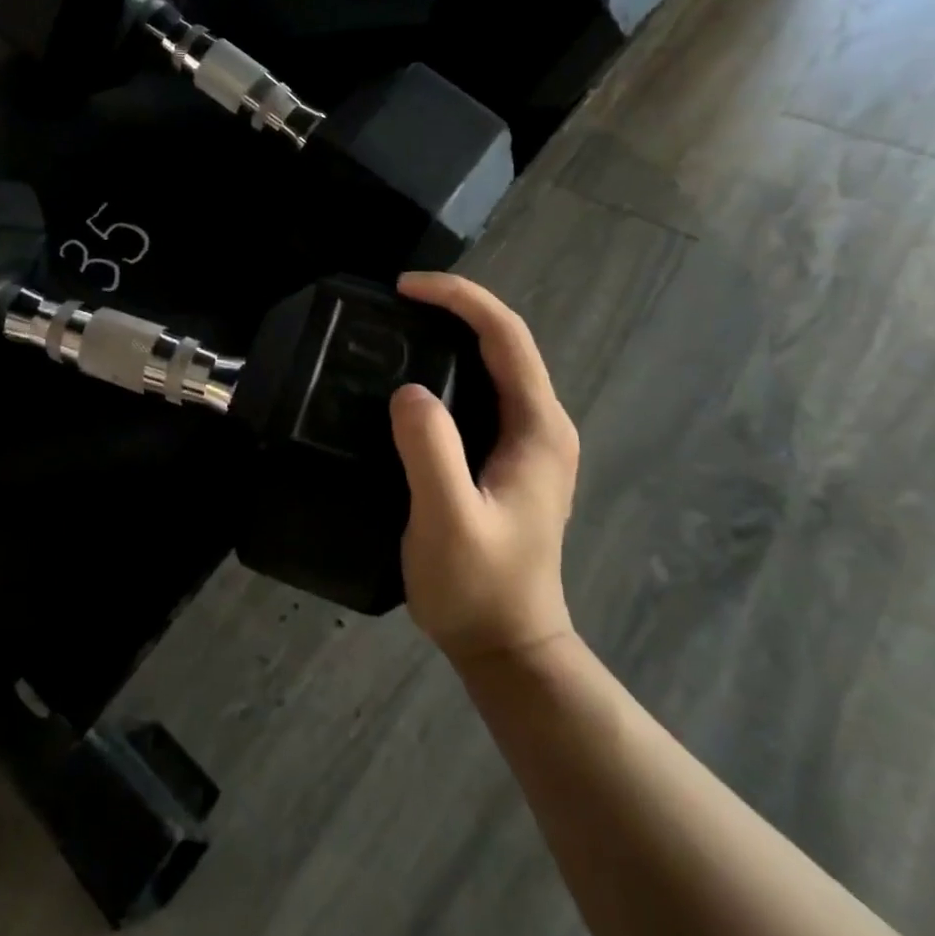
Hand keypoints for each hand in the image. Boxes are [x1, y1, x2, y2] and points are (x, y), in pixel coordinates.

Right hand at [390, 272, 578, 664]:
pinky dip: (449, 367)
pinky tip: (413, 377)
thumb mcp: (449, 521)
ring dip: (451, 334)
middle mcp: (541, 425)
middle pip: (504, 341)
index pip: (506, 337)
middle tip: (393, 303)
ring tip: (397, 327)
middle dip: (454, 308)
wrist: (508, 646)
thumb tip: (409, 391)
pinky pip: (480, 391)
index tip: (404, 289)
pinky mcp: (507, 458)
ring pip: (493, 364)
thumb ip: (432, 452)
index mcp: (538, 429)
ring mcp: (528, 442)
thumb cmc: (480, 588)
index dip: (459, 299)